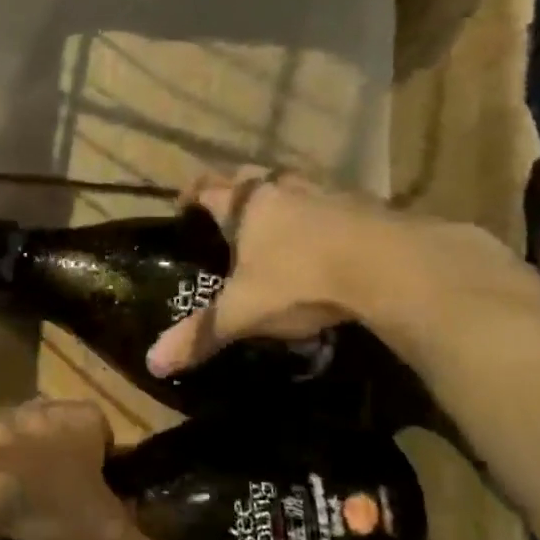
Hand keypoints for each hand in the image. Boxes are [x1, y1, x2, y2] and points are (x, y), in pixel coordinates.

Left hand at [0, 400, 201, 539]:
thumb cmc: (51, 498)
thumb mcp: (104, 535)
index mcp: (86, 418)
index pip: (107, 436)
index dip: (108, 468)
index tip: (103, 504)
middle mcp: (47, 407)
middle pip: (66, 437)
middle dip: (67, 467)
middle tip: (64, 512)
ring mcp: (3, 415)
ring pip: (26, 442)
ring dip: (27, 469)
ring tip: (23, 515)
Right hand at [145, 166, 390, 377]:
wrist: (387, 265)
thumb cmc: (300, 280)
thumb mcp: (245, 312)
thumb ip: (201, 334)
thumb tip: (152, 363)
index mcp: (247, 205)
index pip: (208, 188)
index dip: (191, 195)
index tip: (183, 207)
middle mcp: (282, 189)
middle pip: (249, 176)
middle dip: (236, 190)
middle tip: (230, 216)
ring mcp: (326, 192)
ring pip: (293, 185)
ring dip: (282, 200)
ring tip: (279, 227)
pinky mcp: (364, 205)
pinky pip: (333, 203)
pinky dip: (323, 216)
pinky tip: (328, 242)